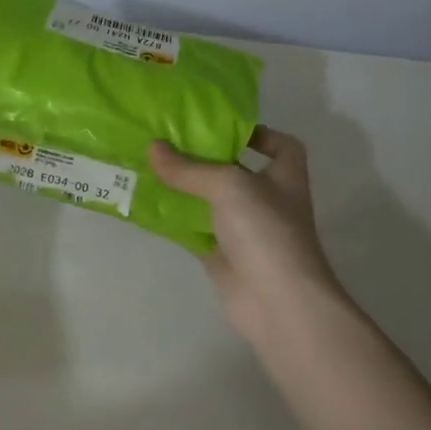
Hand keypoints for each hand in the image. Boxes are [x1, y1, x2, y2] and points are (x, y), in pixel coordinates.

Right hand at [149, 126, 346, 352]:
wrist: (277, 303)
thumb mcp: (229, 186)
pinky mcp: (221, 254)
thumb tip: (152, 148)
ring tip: (148, 165)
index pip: (280, 145)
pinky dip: (173, 219)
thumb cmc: (266, 232)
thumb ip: (190, 168)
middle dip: (205, 156)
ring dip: (183, 187)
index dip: (257, 133)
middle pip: (235, 170)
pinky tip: (146, 204)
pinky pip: (193, 229)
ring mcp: (243, 230)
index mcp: (284, 176)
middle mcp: (266, 200)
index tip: (221, 126)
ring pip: (209, 200)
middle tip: (167, 139)